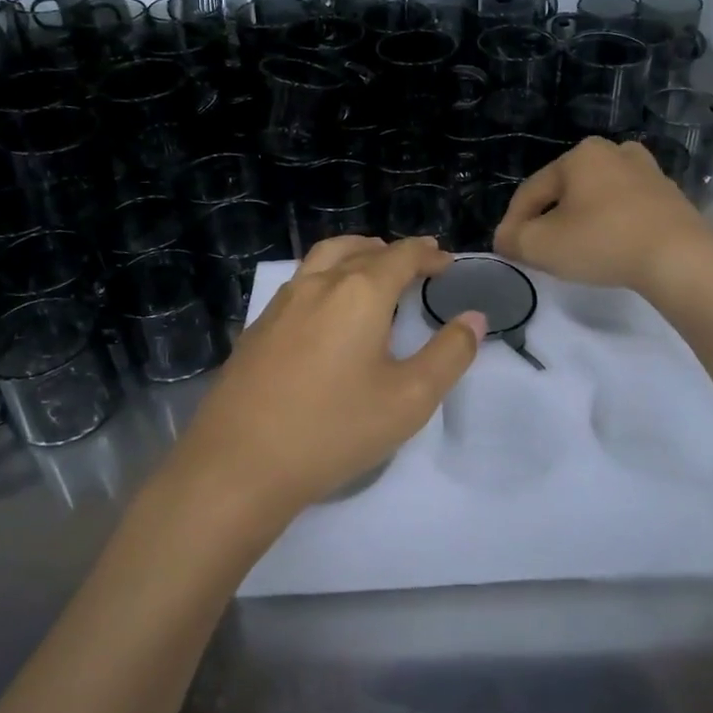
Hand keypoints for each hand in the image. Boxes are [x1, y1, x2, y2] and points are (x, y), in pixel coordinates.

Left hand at [172, 237, 484, 521]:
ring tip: (371, 267)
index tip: (446, 262)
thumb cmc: (334, 429)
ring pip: (324, 257)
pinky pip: (300, 281)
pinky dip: (326, 275)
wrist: (239, 463)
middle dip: (393, 251)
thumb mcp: (409, 399)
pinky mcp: (258, 326)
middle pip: (361, 248)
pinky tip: (326, 308)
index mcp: (360, 292)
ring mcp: (282, 303)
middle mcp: (319, 284)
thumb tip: (474, 318)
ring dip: (355, 253)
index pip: (402, 256)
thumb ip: (449, 354)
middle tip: (416, 263)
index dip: (428, 254)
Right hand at [495, 138, 712, 294]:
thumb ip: (513, 239)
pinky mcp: (670, 196)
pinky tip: (610, 248)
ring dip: (580, 222)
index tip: (507, 250)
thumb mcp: (541, 245)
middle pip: (565, 192)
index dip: (513, 222)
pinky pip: (626, 209)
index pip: (531, 191)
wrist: (680, 258)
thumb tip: (506, 238)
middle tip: (540, 251)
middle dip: (548, 220)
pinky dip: (611, 226)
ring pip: (597, 199)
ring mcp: (647, 172)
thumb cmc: (602, 242)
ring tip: (575, 251)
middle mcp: (613, 152)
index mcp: (579, 155)